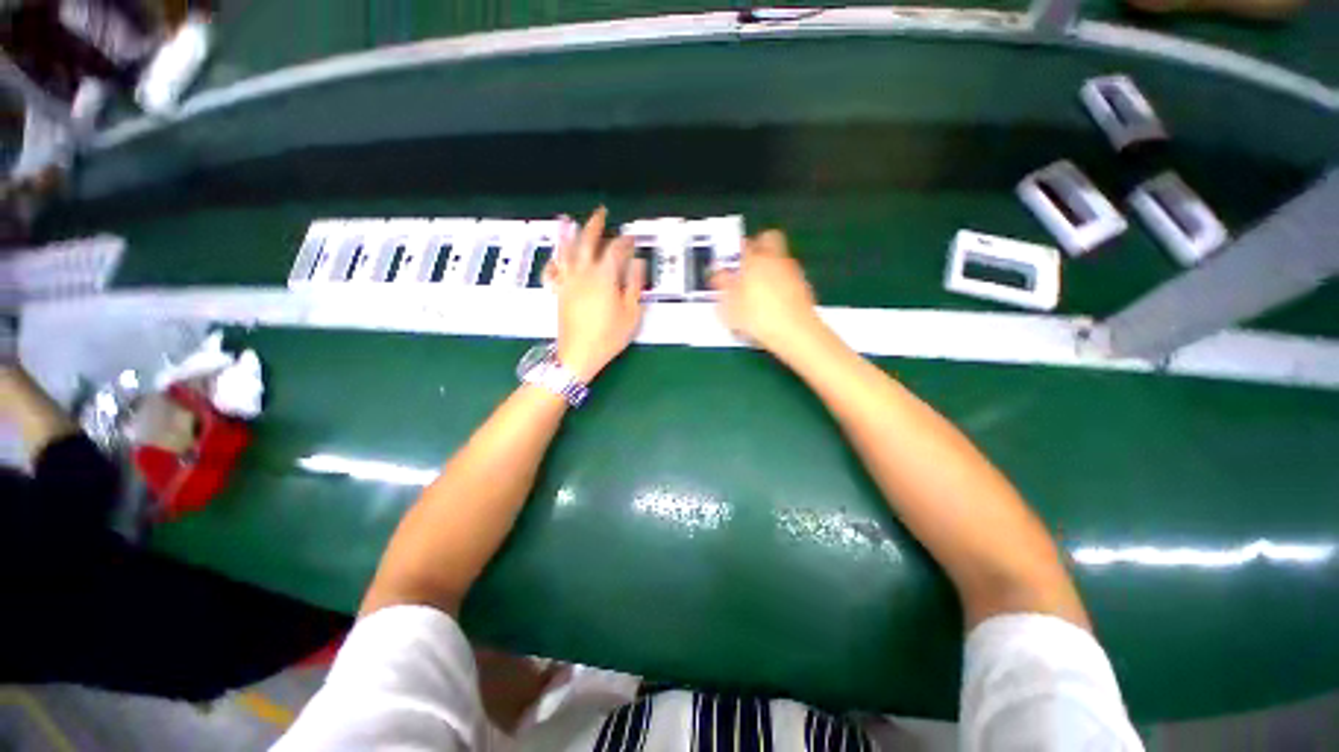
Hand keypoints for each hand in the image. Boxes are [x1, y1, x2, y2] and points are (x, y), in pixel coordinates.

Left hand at [547, 208, 645, 381]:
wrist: (578, 354)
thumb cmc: (609, 336)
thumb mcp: (631, 314)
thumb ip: (634, 286)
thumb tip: (637, 263)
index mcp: (604, 278)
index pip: (615, 251)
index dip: (625, 242)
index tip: (632, 238)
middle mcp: (583, 274)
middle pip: (587, 242)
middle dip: (595, 225)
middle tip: (601, 213)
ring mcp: (568, 282)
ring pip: (567, 252)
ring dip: (569, 235)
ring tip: (569, 221)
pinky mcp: (559, 292)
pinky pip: (554, 270)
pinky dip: (554, 259)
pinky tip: (555, 256)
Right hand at [710, 230, 826, 357]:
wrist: (796, 333)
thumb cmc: (758, 318)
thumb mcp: (729, 306)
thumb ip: (722, 286)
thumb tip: (718, 274)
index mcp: (754, 260)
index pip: (743, 243)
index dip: (734, 252)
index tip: (729, 263)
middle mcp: (775, 259)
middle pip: (769, 238)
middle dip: (758, 246)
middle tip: (746, 265)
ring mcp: (793, 272)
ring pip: (779, 258)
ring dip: (769, 267)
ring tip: (757, 291)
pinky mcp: (804, 287)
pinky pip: (788, 277)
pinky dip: (780, 284)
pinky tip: (772, 304)